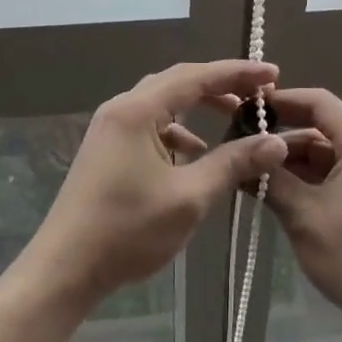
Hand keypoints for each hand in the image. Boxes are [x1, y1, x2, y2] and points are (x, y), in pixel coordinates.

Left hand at [26, 61, 288, 307]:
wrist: (65, 269)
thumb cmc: (127, 230)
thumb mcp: (189, 197)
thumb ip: (233, 164)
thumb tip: (277, 142)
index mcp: (137, 110)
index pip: (196, 76)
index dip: (237, 73)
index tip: (272, 74)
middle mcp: (121, 109)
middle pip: (178, 82)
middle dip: (220, 85)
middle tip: (258, 94)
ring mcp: (111, 129)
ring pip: (163, 103)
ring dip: (199, 108)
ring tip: (234, 120)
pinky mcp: (108, 149)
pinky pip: (150, 126)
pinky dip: (178, 132)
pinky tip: (196, 156)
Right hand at [264, 88, 341, 341]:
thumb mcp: (303, 215)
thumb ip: (270, 177)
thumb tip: (240, 152)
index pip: (319, 102)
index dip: (281, 100)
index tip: (246, 107)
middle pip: (321, 126)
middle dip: (281, 136)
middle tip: (241, 146)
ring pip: (325, 149)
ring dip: (291, 160)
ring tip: (251, 173)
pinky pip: (335, 168)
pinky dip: (307, 176)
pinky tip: (275, 188)